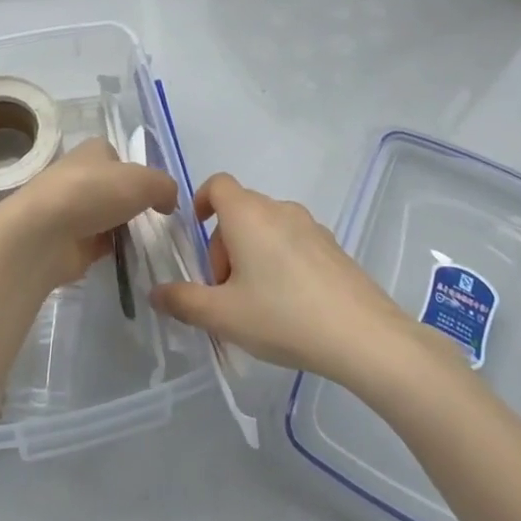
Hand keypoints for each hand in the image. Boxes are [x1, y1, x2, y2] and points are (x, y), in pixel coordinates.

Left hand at [0, 139, 179, 293]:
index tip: (155, 194)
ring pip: (107, 217)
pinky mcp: (67, 241)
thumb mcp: (144, 181)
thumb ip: (164, 187)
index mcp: (93, 151)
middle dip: (131, 204)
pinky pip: (98, 244)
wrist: (43, 234)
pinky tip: (129, 259)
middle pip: (114, 189)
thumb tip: (168, 202)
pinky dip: (112, 251)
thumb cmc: (93, 193)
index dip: (138, 173)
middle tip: (156, 222)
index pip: (119, 157)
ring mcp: (70, 210)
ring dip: (122, 229)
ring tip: (147, 243)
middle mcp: (79, 175)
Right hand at [150, 173, 410, 381]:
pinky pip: (294, 242)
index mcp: (247, 214)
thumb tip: (156, 292)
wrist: (363, 336)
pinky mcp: (333, 247)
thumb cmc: (283, 316)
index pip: (217, 185)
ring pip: (268, 227)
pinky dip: (280, 261)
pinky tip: (289, 306)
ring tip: (255, 302)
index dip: (201, 201)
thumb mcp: (224, 316)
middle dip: (223, 244)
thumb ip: (183, 302)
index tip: (196, 234)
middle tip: (224, 291)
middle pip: (240, 210)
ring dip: (252, 253)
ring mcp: (311, 226)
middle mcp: (278, 209)